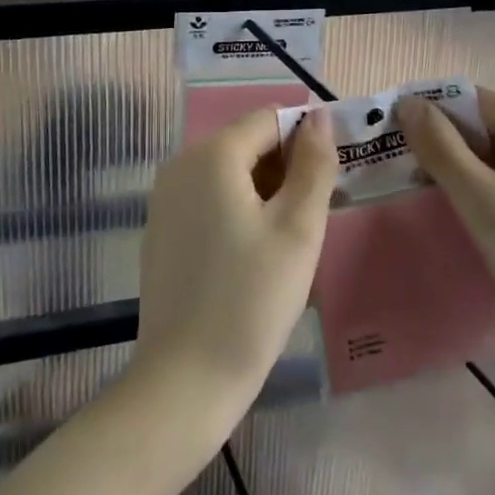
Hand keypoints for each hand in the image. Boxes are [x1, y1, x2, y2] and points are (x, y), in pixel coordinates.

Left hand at [131, 108, 337, 428]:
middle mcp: (180, 164)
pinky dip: (238, 209)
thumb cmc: (252, 299)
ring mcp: (165, 197)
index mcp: (212, 155)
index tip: (332, 178)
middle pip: (246, 143)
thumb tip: (320, 116)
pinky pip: (208, 198)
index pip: (268, 119)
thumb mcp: (298, 229)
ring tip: (290, 239)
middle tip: (316, 216)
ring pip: (228, 172)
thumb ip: (314, 164)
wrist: (186, 378)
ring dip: (265, 190)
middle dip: (286, 167)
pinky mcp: (161, 228)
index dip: (306, 139)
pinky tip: (255, 253)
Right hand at [396, 87, 494, 369]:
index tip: (388, 145)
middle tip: (398, 178)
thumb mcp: (483, 202)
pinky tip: (460, 216)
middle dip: (439, 146)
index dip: (425, 115)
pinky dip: (479, 190)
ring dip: (456, 171)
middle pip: (479, 123)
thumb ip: (441, 149)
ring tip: (421, 198)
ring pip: (490, 154)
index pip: (467, 98)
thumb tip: (407, 103)